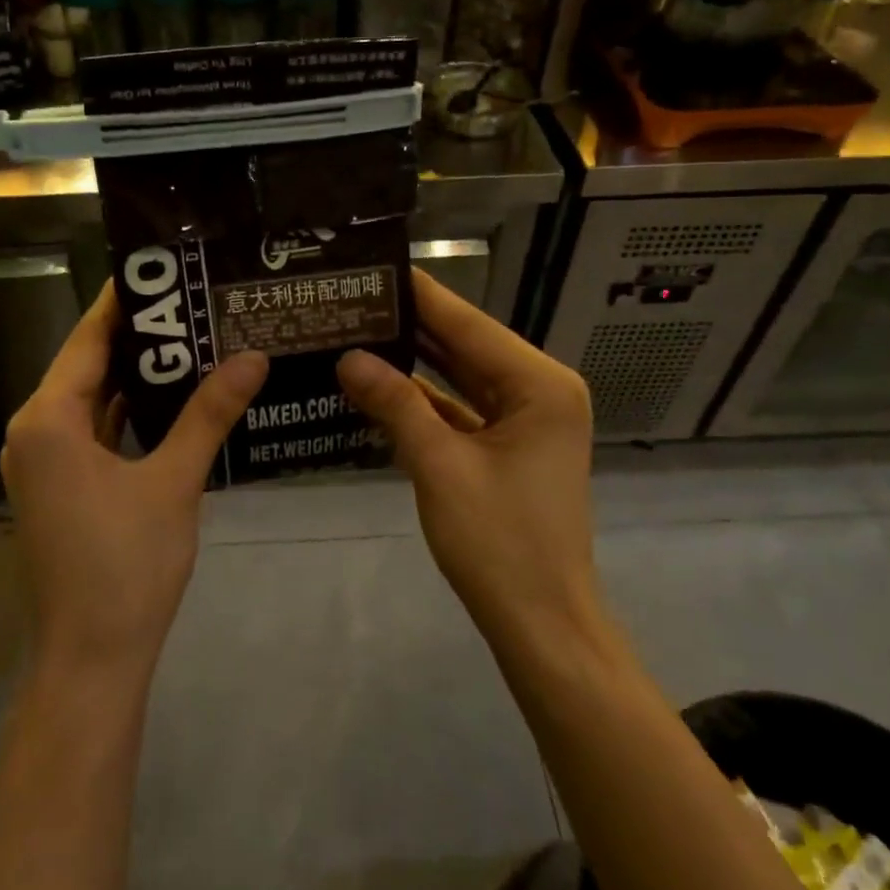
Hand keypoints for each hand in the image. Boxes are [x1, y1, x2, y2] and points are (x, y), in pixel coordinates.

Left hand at [2, 283, 267, 678]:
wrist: (92, 658)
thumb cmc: (126, 565)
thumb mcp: (174, 482)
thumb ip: (209, 414)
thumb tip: (253, 356)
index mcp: (49, 419)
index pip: (88, 339)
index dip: (125, 302)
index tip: (166, 268)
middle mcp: (35, 431)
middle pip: (89, 365)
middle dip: (140, 336)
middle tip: (194, 301)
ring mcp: (45, 462)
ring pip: (93, 400)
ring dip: (136, 375)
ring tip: (192, 338)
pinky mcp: (60, 486)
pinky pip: (94, 431)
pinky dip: (128, 413)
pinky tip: (173, 397)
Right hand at [336, 271, 599, 646]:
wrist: (540, 623)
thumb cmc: (499, 543)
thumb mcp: (440, 466)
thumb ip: (396, 404)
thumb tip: (348, 357)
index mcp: (540, 384)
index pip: (470, 325)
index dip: (421, 295)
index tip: (376, 266)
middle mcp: (540, 391)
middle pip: (467, 346)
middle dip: (412, 325)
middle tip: (355, 298)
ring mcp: (527, 420)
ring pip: (463, 377)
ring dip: (416, 361)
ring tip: (359, 329)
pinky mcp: (510, 446)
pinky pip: (463, 409)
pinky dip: (426, 399)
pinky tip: (380, 382)